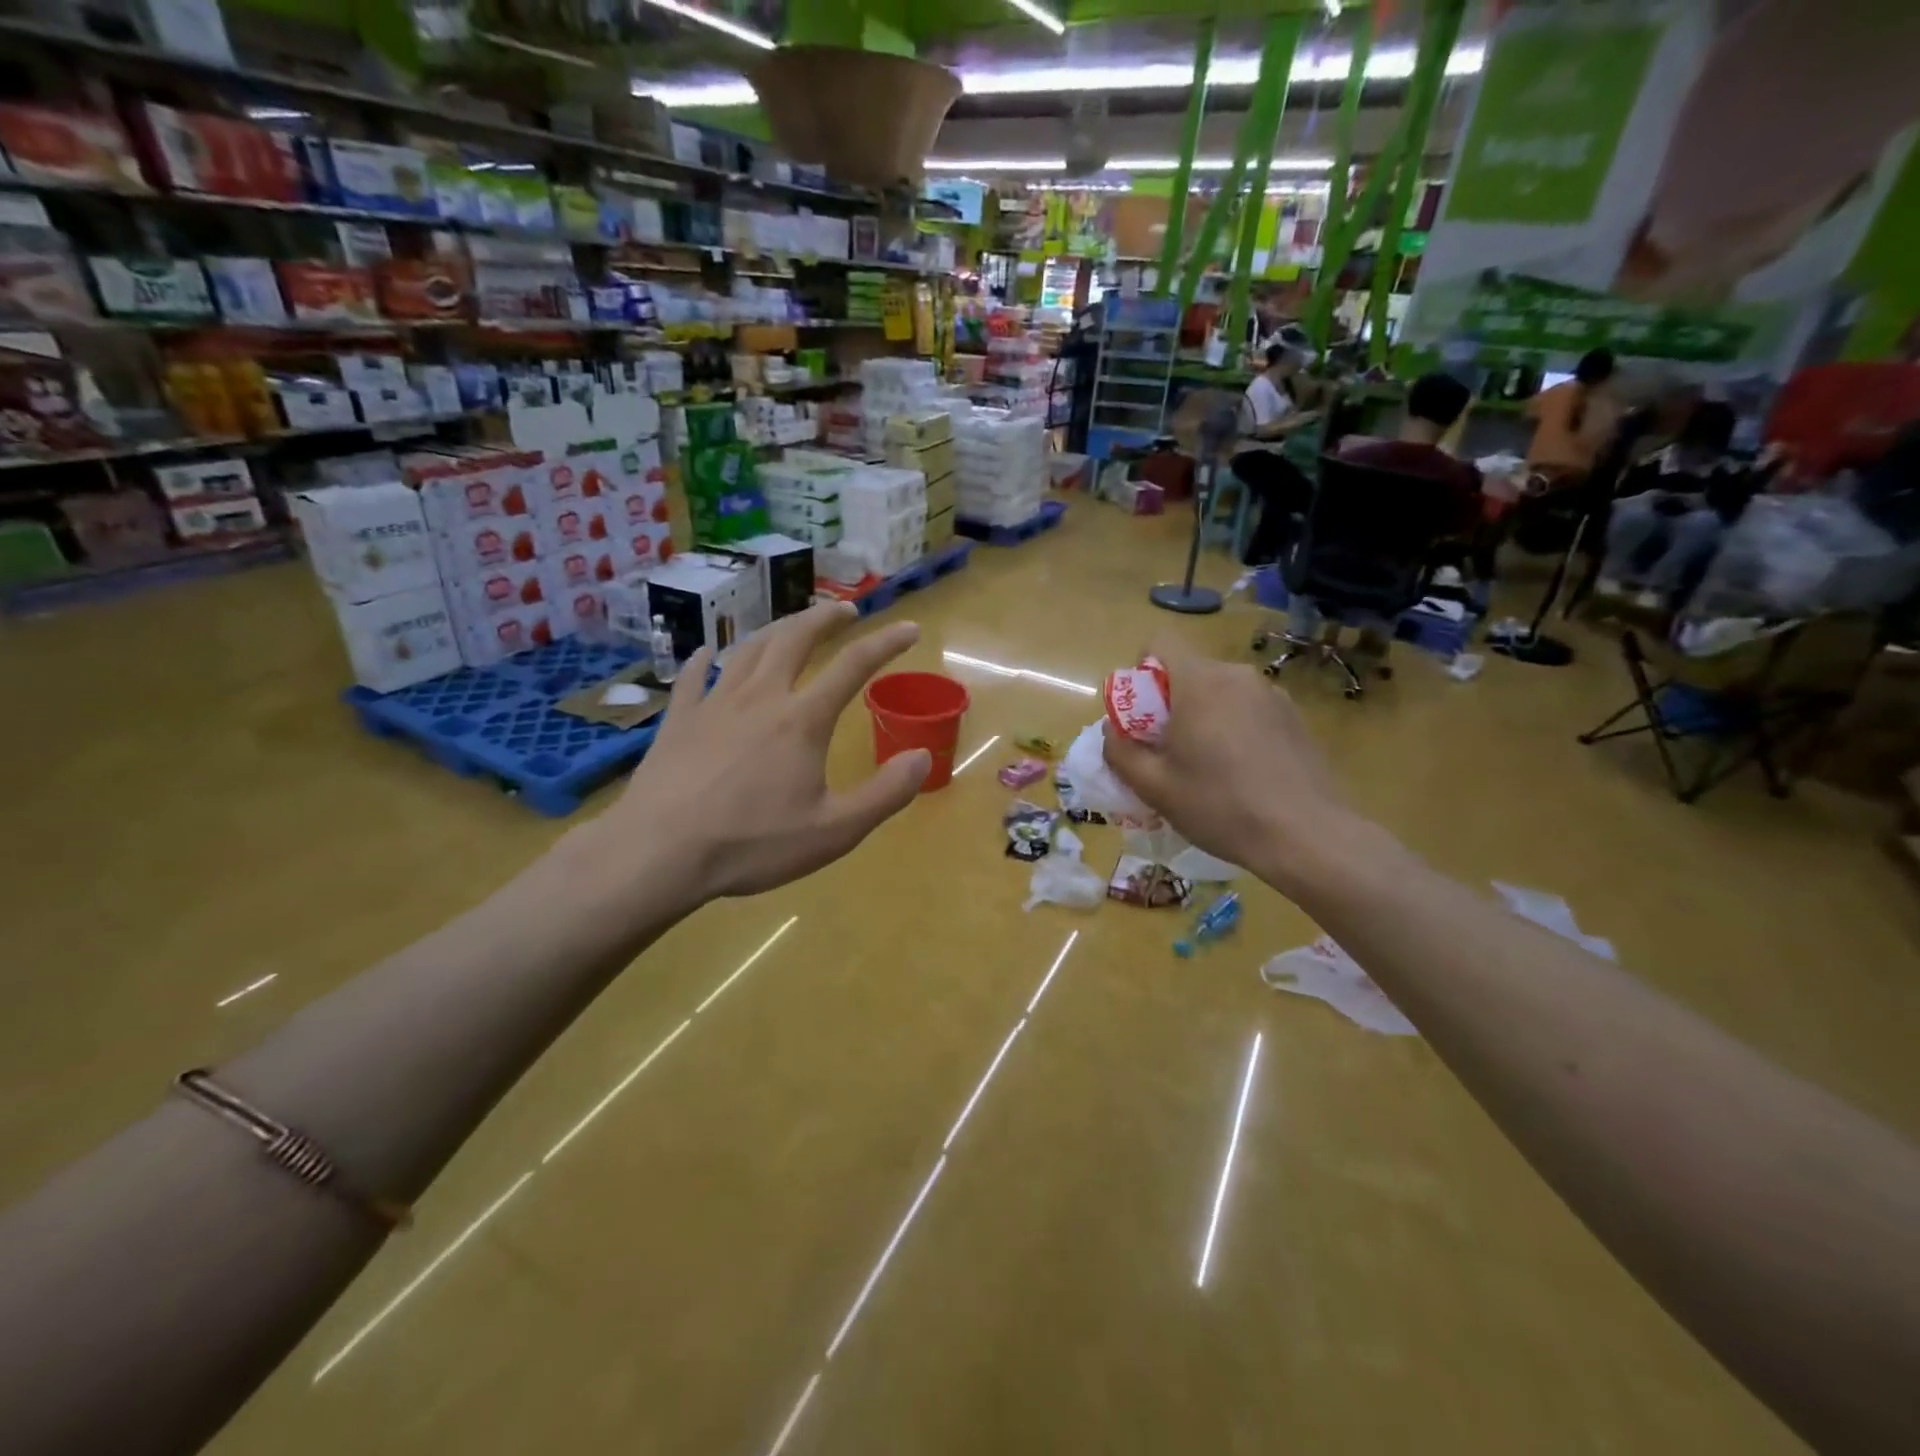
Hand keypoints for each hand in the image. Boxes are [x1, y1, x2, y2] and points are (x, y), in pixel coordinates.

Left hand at [594, 601, 928, 904]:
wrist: (661, 852)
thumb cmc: (753, 844)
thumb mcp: (835, 831)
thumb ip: (886, 793)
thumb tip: (923, 756)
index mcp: (802, 720)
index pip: (854, 666)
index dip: (886, 643)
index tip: (909, 628)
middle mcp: (761, 698)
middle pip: (795, 639)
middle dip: (824, 617)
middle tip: (844, 610)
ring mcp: (714, 704)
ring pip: (748, 649)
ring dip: (775, 629)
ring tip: (790, 625)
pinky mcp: (678, 720)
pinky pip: (693, 677)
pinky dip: (706, 659)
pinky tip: (708, 653)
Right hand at [1100, 637, 1358, 890]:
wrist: (1306, 836)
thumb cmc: (1220, 806)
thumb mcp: (1154, 787)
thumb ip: (1120, 752)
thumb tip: (1112, 730)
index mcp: (1199, 682)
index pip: (1159, 643)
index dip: (1141, 671)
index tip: (1141, 714)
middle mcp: (1237, 675)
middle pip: (1190, 671)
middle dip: (1171, 702)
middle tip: (1168, 751)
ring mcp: (1272, 694)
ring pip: (1221, 692)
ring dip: (1205, 717)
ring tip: (1208, 766)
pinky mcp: (1295, 717)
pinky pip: (1249, 709)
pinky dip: (1235, 728)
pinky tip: (1243, 773)